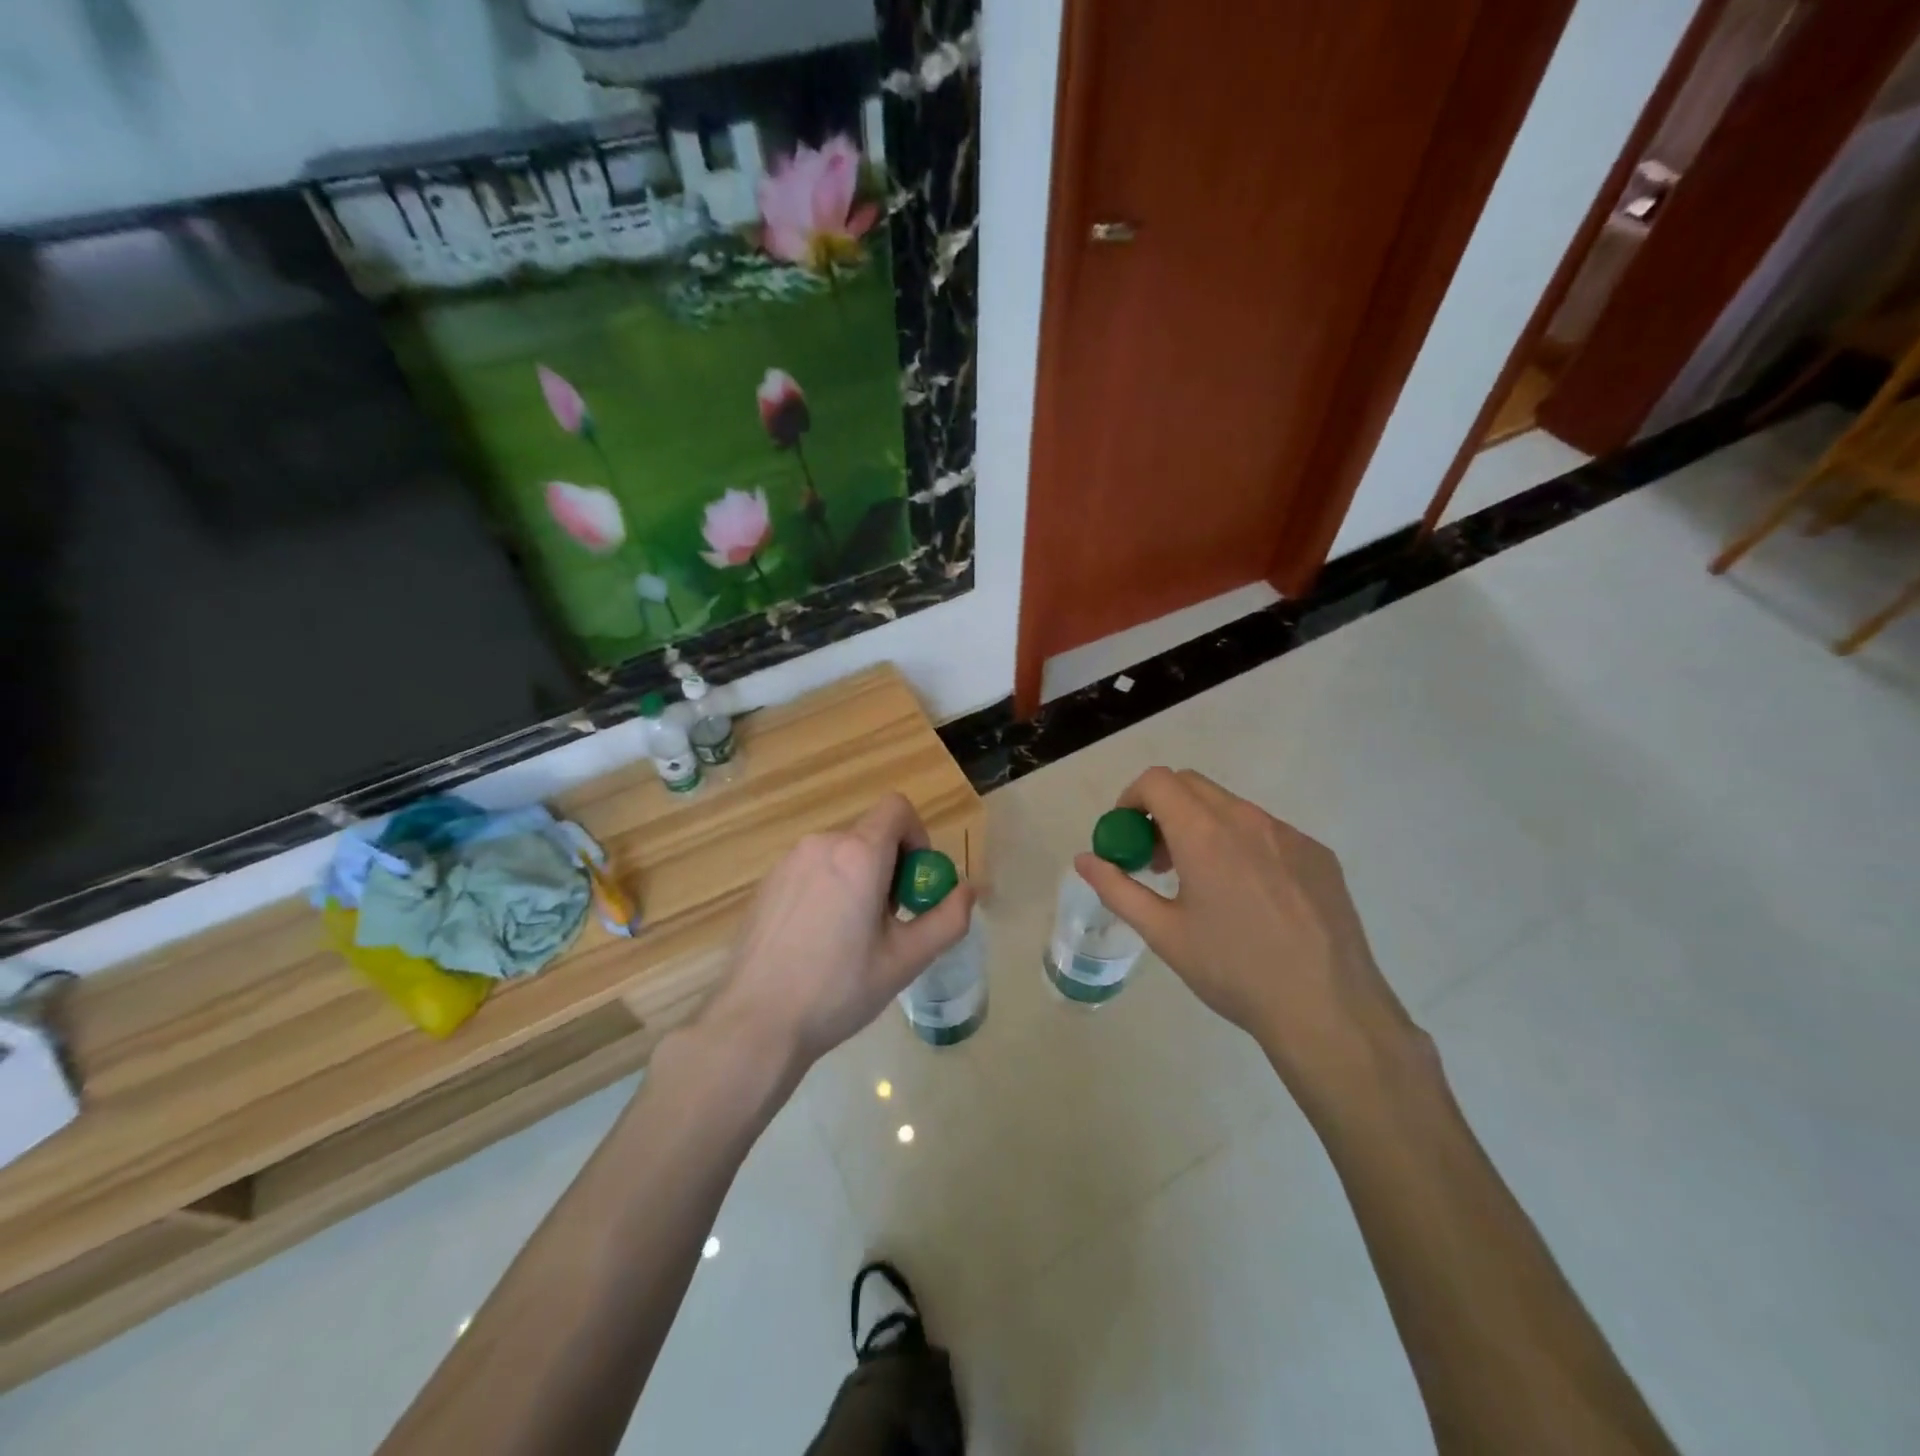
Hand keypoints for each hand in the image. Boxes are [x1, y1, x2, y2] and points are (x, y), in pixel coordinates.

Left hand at [704, 794, 975, 1070]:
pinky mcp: (766, 883)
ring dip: (858, 879)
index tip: (915, 883)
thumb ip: (947, 920)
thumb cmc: (838, 989)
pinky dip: (827, 889)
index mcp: (858, 855)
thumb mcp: (905, 960)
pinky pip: (811, 870)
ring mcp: (788, 862)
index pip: (897, 808)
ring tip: (851, 936)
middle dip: (890, 867)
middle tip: (888, 921)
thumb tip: (969, 890)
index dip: (917, 837)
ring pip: (840, 854)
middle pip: (870, 835)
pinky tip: (817, 941)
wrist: (755, 1022)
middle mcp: (821, 845)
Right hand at [1074, 768, 1421, 1093]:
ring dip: (1202, 826)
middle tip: (1158, 859)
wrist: (1327, 1009)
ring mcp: (1289, 834)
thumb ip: (1117, 888)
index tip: (1127, 836)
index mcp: (1205, 834)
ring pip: (1231, 807)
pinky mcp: (1319, 854)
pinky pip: (1267, 831)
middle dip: (1163, 809)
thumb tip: (1085, 859)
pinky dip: (1241, 844)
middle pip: (1191, 784)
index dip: (1131, 799)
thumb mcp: (1163, 934)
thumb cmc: (1233, 971)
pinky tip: (1250, 898)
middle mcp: (1248, 820)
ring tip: (1202, 881)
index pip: (1157, 781)